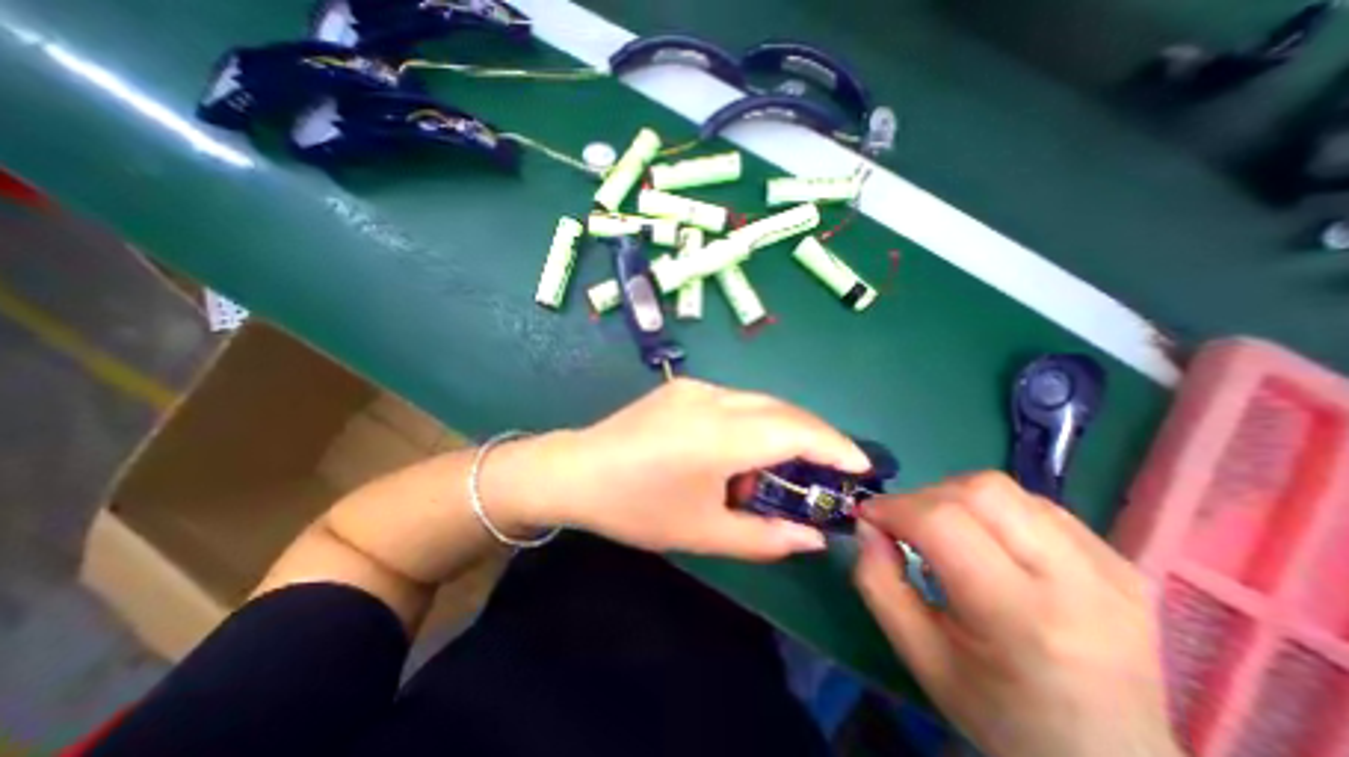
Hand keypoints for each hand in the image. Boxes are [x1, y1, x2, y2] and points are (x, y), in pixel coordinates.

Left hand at [499, 378, 868, 561]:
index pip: (796, 430)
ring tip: (782, 467)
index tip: (861, 465)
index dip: (835, 445)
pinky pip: (734, 400)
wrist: (576, 470)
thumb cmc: (637, 507)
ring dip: (782, 430)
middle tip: (830, 469)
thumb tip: (813, 536)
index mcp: (720, 434)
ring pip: (760, 402)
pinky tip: (739, 451)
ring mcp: (696, 387)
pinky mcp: (683, 387)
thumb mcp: (703, 533)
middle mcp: (714, 398)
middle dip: (815, 436)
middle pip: (783, 410)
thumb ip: (766, 538)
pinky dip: (753, 422)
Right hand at [853, 473, 1182, 756]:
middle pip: (980, 491)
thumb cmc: (999, 714)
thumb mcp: (917, 655)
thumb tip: (868, 524)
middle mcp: (1078, 584)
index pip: (943, 523)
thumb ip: (878, 582)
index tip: (868, 515)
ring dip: (955, 497)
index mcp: (1021, 619)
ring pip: (1005, 489)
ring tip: (943, 530)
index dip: (894, 507)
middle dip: (924, 496)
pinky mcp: (1120, 561)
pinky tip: (987, 540)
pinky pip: (1034, 504)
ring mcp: (1109, 568)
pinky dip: (992, 509)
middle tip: (905, 524)